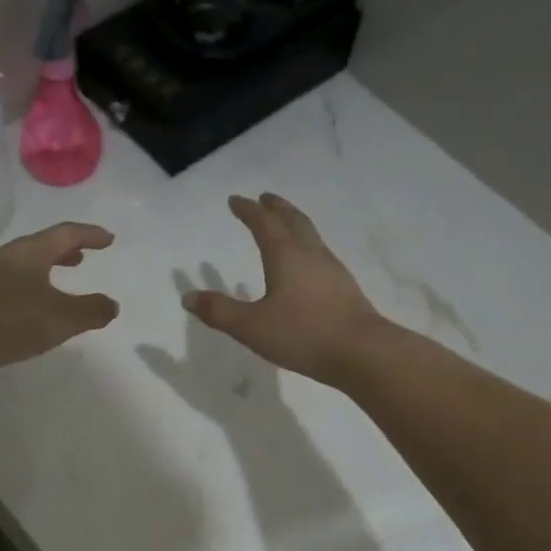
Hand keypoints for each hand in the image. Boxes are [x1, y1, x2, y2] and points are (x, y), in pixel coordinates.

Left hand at [0, 222, 118, 378]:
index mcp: (29, 252)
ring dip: (44, 267)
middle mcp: (5, 256)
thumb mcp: (61, 319)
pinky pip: (7, 280)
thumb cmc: (10, 323)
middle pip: (40, 245)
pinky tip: (27, 304)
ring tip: (57, 280)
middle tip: (82, 257)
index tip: (108, 239)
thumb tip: (112, 305)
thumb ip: (91, 311)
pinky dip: (27, 283)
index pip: (64, 234)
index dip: (89, 234)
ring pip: (21, 263)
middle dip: (64, 250)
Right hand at [184, 194, 383, 384]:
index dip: (248, 210)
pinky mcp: (345, 288)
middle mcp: (311, 255)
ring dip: (295, 225)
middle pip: (293, 221)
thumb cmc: (302, 334)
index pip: (264, 224)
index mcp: (286, 256)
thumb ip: (219, 311)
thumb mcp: (251, 327)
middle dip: (277, 208)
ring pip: (311, 236)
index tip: (236, 201)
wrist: (361, 352)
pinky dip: (307, 248)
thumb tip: (188, 297)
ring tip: (285, 226)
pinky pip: (321, 256)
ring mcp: (332, 270)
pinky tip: (307, 266)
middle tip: (265, 198)